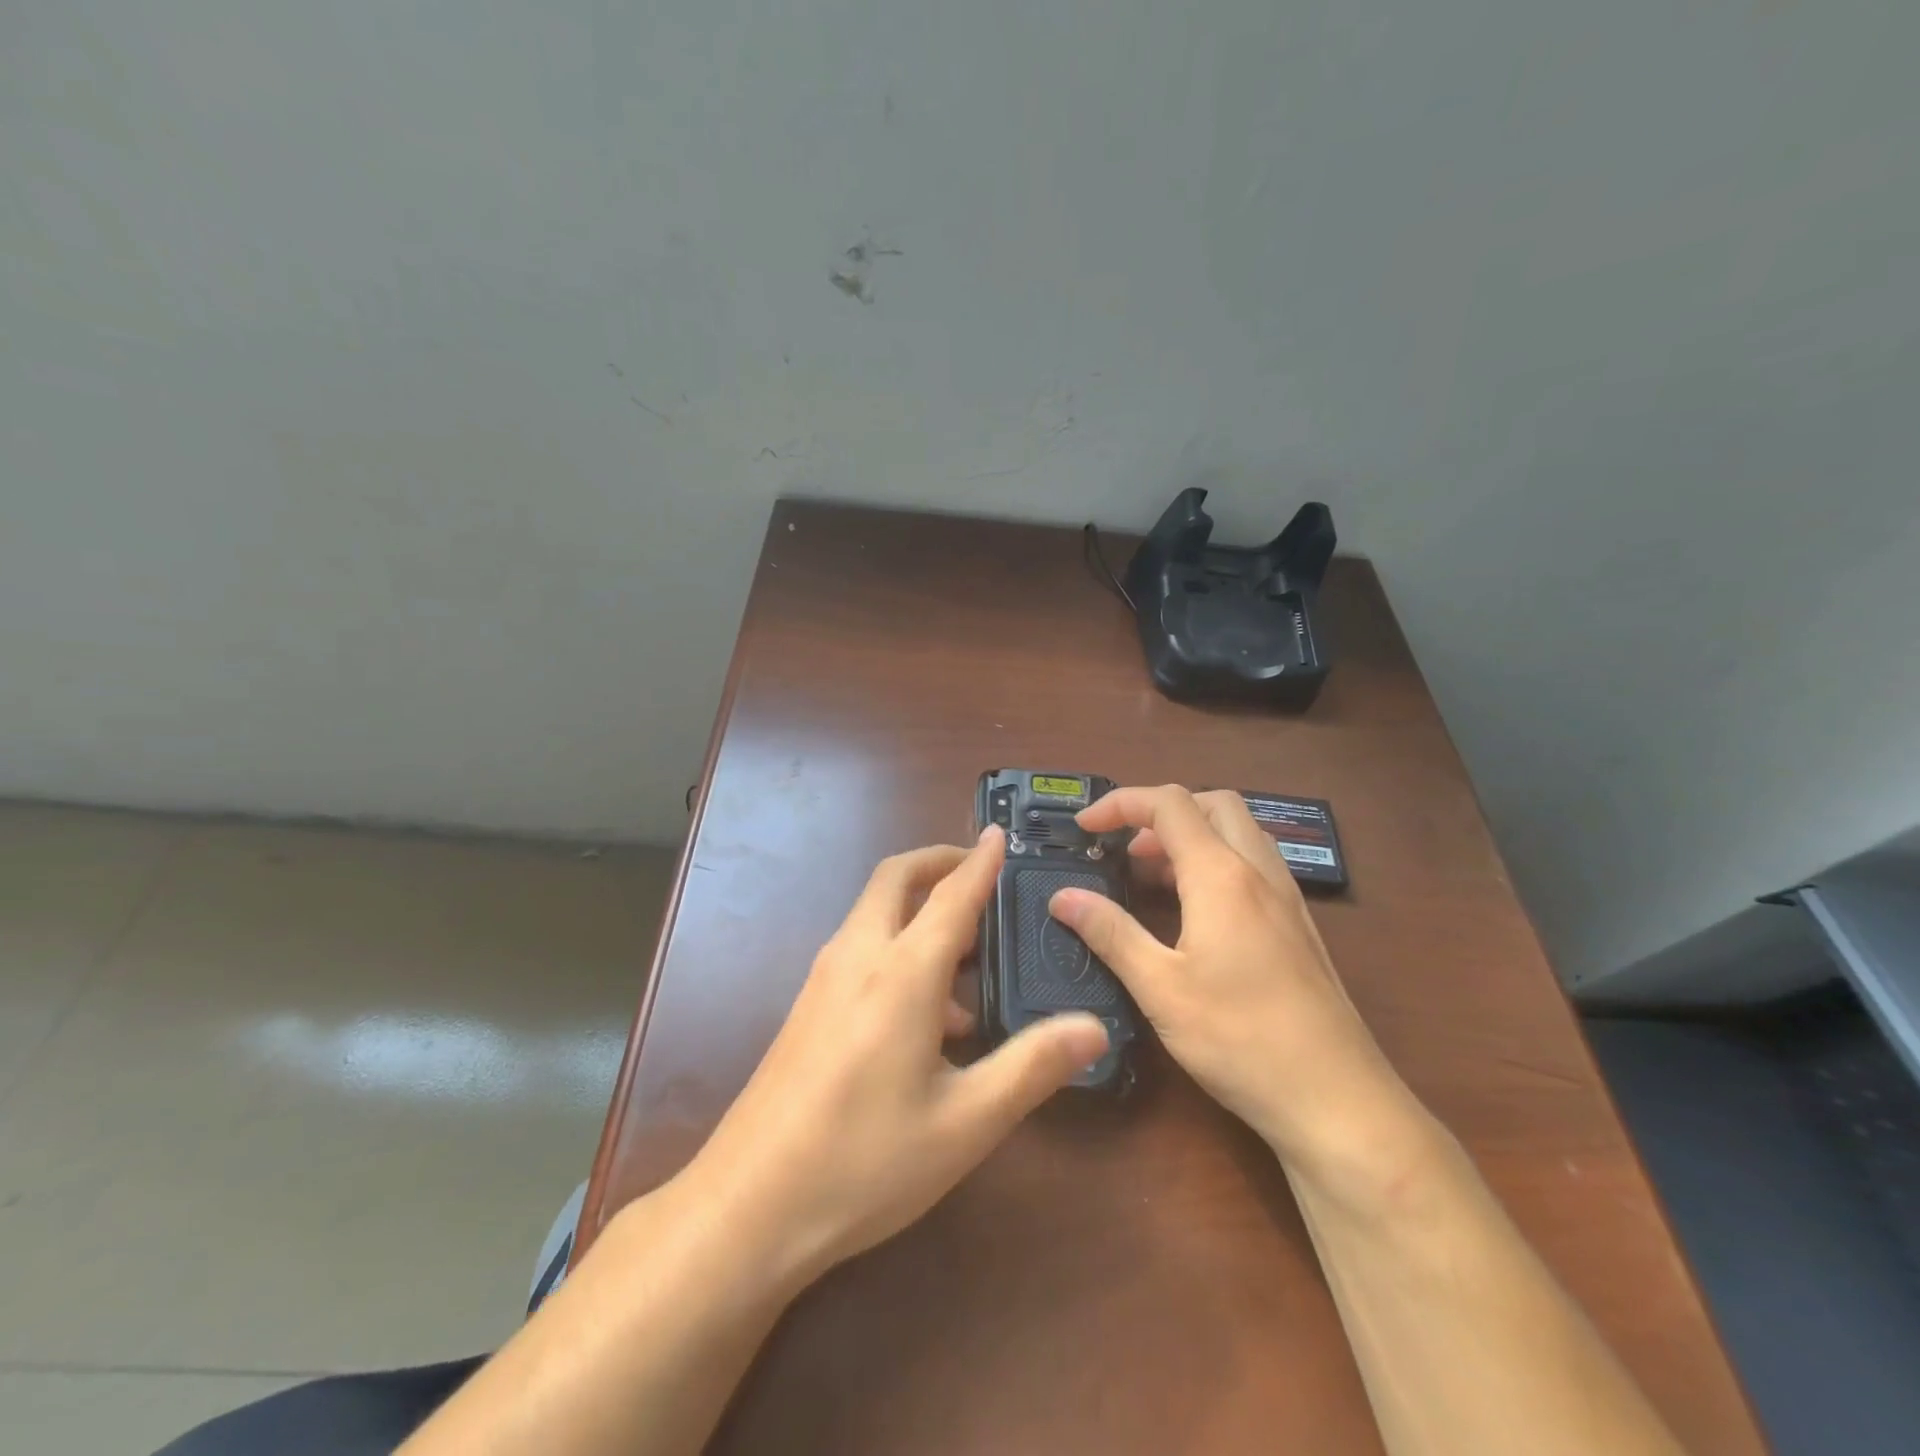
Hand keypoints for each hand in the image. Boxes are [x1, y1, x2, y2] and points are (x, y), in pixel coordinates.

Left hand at [678, 826, 1108, 1289]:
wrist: (748, 1206)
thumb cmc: (863, 1162)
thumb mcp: (964, 1123)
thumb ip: (1031, 1067)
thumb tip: (1093, 1027)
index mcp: (901, 972)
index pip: (951, 895)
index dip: (980, 861)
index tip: (999, 833)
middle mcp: (858, 957)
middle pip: (895, 879)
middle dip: (938, 862)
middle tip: (981, 873)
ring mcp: (824, 979)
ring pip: (875, 912)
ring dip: (918, 909)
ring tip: (969, 959)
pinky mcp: (808, 1006)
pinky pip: (861, 949)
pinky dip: (898, 945)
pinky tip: (928, 1018)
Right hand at [1048, 786, 1428, 1189]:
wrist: (1338, 1101)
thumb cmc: (1241, 1039)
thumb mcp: (1160, 988)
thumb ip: (1110, 933)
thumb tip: (1063, 897)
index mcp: (1222, 875)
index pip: (1168, 805)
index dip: (1120, 803)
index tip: (1084, 828)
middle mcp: (1259, 872)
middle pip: (1213, 804)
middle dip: (1162, 811)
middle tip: (1126, 849)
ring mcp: (1287, 899)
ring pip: (1239, 832)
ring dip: (1192, 836)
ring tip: (1153, 876)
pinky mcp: (1299, 927)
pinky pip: (1255, 865)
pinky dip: (1217, 863)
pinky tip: (1196, 913)